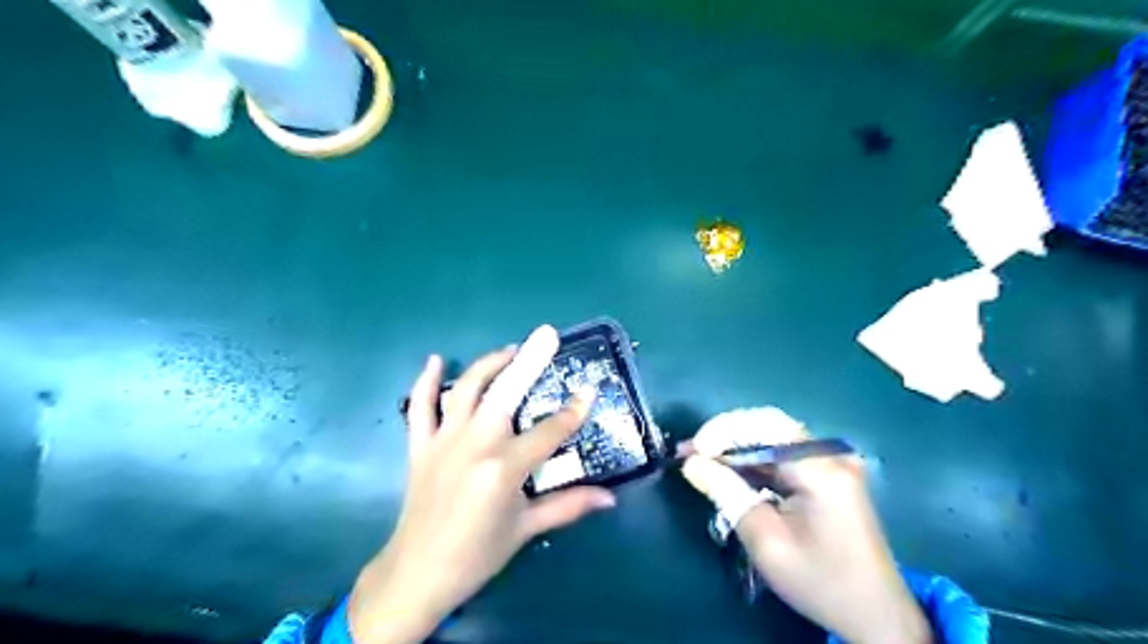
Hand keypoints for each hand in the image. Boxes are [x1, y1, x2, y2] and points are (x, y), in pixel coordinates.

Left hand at [350, 327, 619, 643]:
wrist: (416, 574)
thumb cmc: (477, 555)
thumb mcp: (526, 530)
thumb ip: (569, 506)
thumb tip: (610, 498)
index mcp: (504, 469)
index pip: (549, 432)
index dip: (573, 412)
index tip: (589, 391)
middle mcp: (475, 445)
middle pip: (506, 392)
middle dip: (530, 360)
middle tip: (547, 334)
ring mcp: (443, 441)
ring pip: (467, 389)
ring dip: (489, 364)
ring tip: (510, 350)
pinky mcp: (420, 446)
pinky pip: (420, 407)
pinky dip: (426, 381)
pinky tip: (436, 360)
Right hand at [681, 407, 931, 642]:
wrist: (876, 615)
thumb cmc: (820, 582)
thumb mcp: (766, 542)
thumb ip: (728, 494)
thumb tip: (692, 463)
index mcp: (820, 470)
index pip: (764, 427)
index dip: (722, 431)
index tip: (691, 450)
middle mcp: (829, 456)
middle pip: (769, 426)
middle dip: (726, 436)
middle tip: (690, 452)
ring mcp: (832, 464)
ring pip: (774, 438)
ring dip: (737, 447)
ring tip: (701, 460)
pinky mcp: (829, 475)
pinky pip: (784, 455)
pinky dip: (754, 460)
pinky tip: (730, 471)